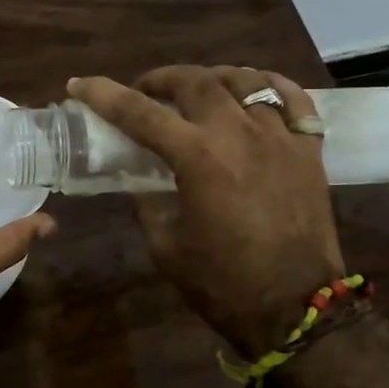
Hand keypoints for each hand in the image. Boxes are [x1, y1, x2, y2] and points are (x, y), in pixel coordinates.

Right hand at [69, 66, 342, 357]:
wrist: (296, 309)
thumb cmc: (222, 282)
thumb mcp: (165, 244)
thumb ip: (147, 201)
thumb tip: (138, 177)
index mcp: (197, 158)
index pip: (139, 112)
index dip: (103, 94)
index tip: (79, 84)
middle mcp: (239, 134)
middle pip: (195, 82)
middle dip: (160, 79)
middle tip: (144, 92)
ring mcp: (280, 138)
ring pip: (244, 81)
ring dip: (211, 78)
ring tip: (196, 89)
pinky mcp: (309, 150)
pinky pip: (293, 98)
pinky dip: (269, 85)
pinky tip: (253, 92)